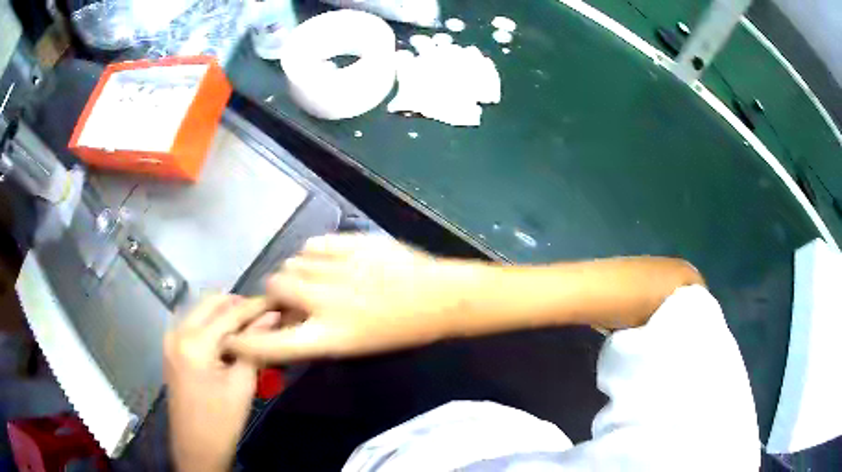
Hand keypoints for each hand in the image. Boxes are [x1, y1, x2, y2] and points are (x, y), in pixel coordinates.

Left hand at [164, 295, 275, 471]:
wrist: (196, 448)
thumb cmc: (222, 422)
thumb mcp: (242, 385)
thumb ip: (254, 346)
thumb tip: (271, 317)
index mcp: (194, 343)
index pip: (229, 313)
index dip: (255, 306)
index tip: (278, 300)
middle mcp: (177, 332)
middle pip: (210, 303)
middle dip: (238, 304)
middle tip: (264, 314)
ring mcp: (171, 339)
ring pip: (201, 310)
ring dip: (225, 313)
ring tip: (250, 325)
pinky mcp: (171, 348)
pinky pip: (194, 324)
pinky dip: (212, 324)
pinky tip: (230, 337)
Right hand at [224, 234, 489, 362]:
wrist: (439, 297)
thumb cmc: (400, 330)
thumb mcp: (354, 344)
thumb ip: (314, 333)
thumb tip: (285, 319)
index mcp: (330, 336)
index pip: (272, 344)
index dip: (246, 343)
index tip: (231, 337)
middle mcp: (326, 301)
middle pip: (275, 286)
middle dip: (277, 292)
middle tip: (293, 296)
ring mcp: (338, 268)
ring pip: (293, 262)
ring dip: (297, 272)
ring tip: (317, 278)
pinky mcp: (351, 244)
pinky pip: (314, 245)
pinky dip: (314, 254)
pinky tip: (331, 260)